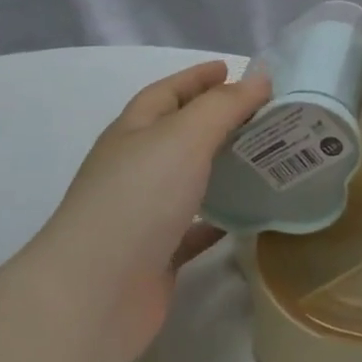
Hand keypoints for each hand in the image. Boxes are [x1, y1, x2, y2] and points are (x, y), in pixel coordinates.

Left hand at [36, 62, 269, 358]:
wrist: (95, 292)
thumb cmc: (138, 198)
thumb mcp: (185, 136)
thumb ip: (224, 105)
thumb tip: (260, 78)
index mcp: (133, 133)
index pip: (167, 93)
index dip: (197, 78)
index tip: (232, 69)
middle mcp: (134, 168)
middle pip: (178, 134)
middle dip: (216, 119)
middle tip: (262, 113)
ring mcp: (143, 213)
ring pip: (189, 179)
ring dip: (221, 166)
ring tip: (265, 157)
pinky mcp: (157, 254)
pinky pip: (196, 227)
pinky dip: (222, 216)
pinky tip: (250, 213)